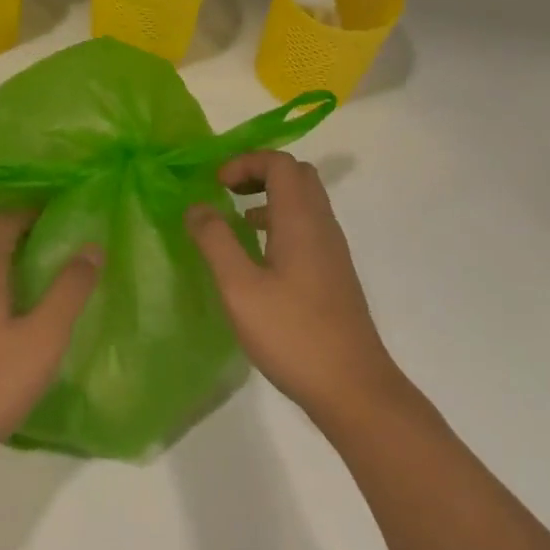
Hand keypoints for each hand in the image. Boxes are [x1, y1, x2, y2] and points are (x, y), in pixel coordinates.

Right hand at [187, 153, 404, 425]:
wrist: (353, 387)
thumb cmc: (292, 334)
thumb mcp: (239, 288)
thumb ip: (215, 241)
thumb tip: (196, 206)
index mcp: (301, 219)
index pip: (280, 163)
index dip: (246, 162)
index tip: (216, 184)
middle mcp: (322, 225)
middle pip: (297, 175)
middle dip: (260, 172)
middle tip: (228, 191)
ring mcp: (332, 250)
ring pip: (305, 201)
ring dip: (271, 197)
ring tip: (237, 220)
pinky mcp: (334, 273)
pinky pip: (308, 226)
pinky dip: (281, 222)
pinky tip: (260, 256)